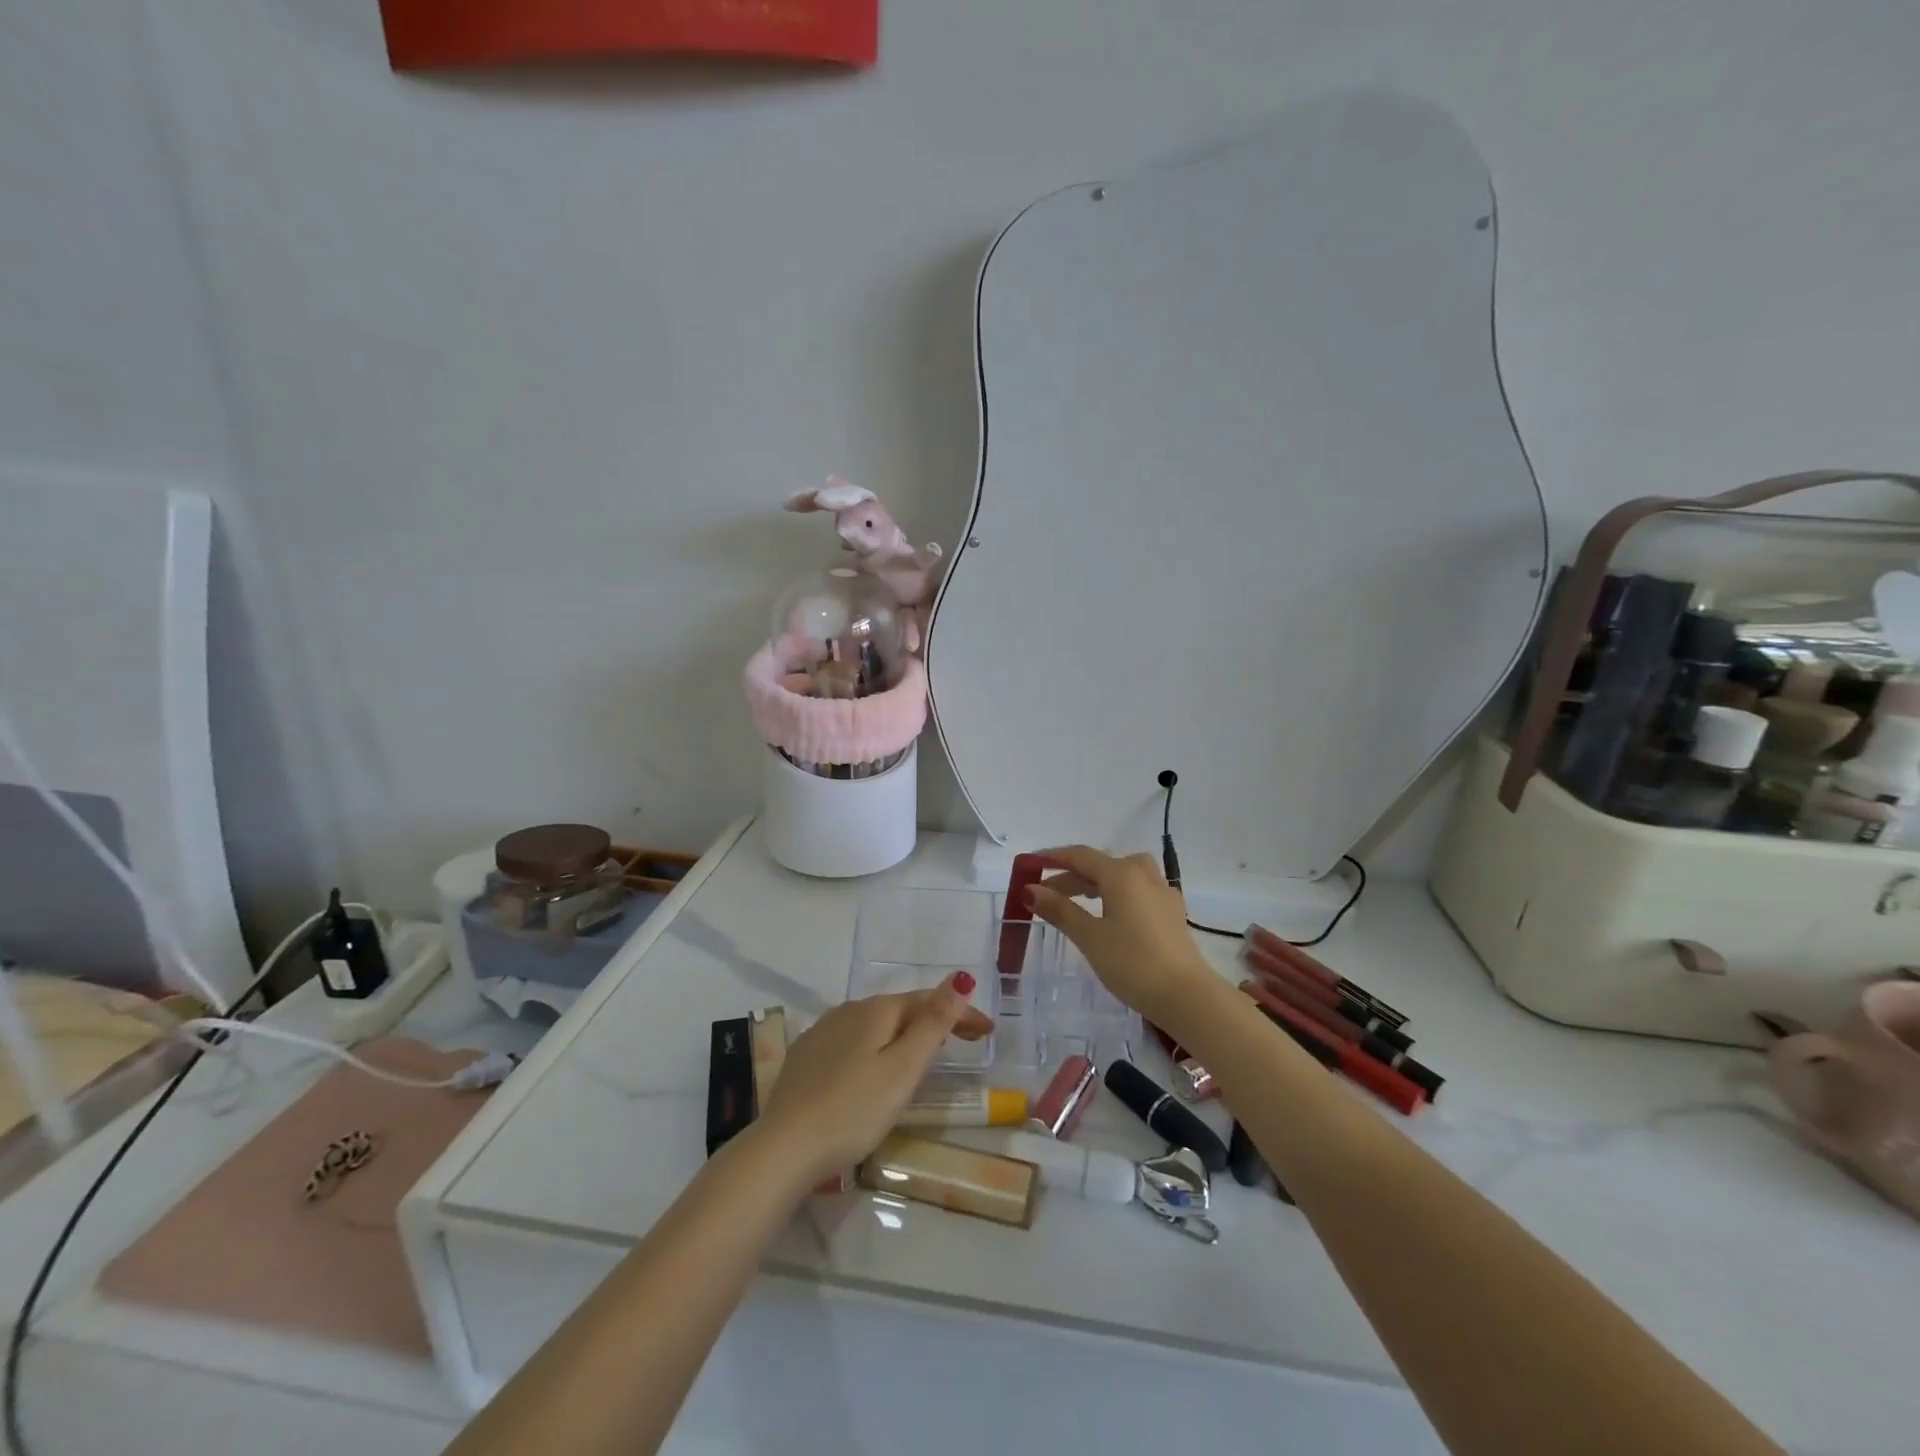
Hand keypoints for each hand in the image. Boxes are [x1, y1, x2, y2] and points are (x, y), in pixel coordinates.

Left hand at [758, 976, 992, 1183]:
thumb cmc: (853, 1110)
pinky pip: (852, 1041)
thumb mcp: (902, 1068)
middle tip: (966, 1041)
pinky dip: (876, 1047)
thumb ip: (933, 1023)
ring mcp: (822, 1033)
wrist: (783, 1148)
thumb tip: (960, 977)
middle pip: (901, 1009)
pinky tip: (875, 1065)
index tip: (988, 1031)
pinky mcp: (805, 1058)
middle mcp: (848, 1011)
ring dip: (905, 1033)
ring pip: (875, 1025)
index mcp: (875, 1010)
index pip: (927, 1001)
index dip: (961, 1012)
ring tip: (926, 1052)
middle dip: (935, 1021)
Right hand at [1026, 846, 1220, 1030]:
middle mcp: (1143, 874)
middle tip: (1044, 894)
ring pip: (1121, 876)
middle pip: (1100, 865)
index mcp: (1121, 873)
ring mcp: (1161, 892)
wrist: (1186, 996)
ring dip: (1095, 884)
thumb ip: (1060, 910)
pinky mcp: (1171, 911)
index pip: (1080, 856)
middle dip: (1070, 876)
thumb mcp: (1089, 937)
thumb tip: (1030, 889)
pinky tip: (1110, 915)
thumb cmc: (1132, 963)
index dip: (1053, 857)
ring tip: (1075, 900)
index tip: (1030, 864)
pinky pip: (1137, 890)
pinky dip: (1115, 894)